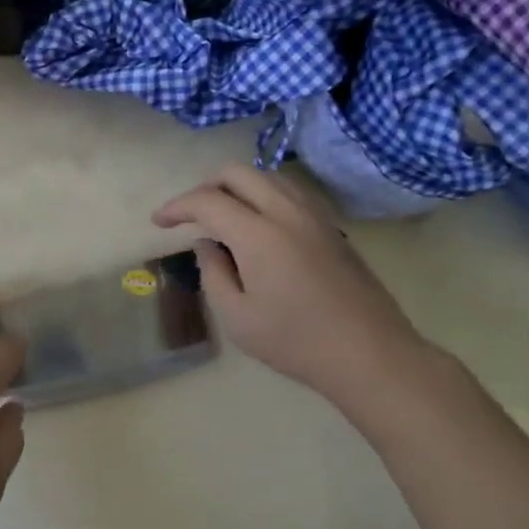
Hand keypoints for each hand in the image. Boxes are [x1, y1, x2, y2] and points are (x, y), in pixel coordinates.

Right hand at [154, 165, 437, 416]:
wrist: (370, 355)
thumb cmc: (296, 342)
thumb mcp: (237, 318)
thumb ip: (212, 273)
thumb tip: (207, 244)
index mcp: (258, 234)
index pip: (207, 201)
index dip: (177, 206)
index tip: (158, 222)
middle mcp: (286, 212)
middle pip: (238, 173)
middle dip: (205, 187)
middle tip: (190, 215)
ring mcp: (314, 215)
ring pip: (268, 176)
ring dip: (237, 187)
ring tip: (223, 215)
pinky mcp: (332, 226)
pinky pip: (290, 191)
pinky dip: (264, 194)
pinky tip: (259, 223)